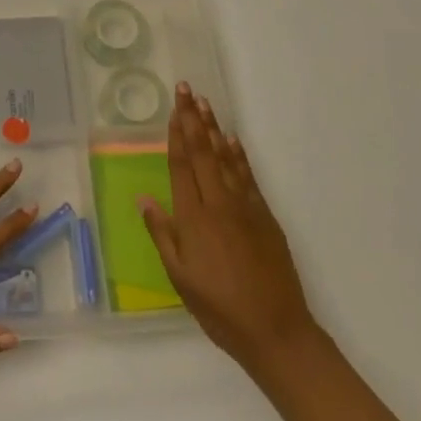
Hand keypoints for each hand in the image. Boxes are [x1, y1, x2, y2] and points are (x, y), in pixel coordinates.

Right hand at [140, 84, 316, 377]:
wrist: (276, 331)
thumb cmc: (219, 309)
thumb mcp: (180, 278)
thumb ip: (162, 234)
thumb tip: (144, 198)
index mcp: (194, 218)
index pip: (181, 165)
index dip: (176, 133)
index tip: (173, 107)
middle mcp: (218, 204)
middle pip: (203, 152)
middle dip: (193, 118)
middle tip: (186, 89)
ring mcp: (245, 207)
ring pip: (225, 158)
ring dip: (214, 128)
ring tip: (205, 103)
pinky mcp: (265, 216)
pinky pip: (248, 176)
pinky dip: (238, 155)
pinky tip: (231, 140)